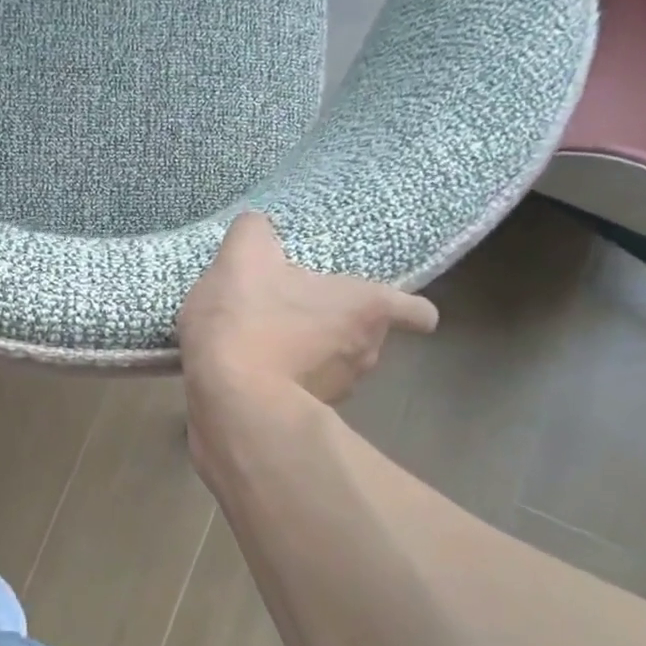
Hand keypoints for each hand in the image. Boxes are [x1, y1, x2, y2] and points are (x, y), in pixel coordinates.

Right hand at [178, 213, 436, 403]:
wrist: (228, 399)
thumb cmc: (248, 320)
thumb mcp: (242, 258)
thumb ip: (254, 231)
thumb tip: (258, 226)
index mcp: (365, 307)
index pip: (417, 312)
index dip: (408, 310)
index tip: (387, 309)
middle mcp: (366, 353)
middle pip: (367, 337)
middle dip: (339, 328)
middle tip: (300, 315)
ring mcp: (339, 392)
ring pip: (337, 368)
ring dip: (313, 358)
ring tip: (270, 347)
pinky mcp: (306, 418)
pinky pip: (305, 394)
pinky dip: (288, 384)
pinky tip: (254, 374)